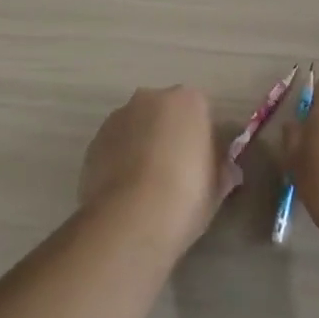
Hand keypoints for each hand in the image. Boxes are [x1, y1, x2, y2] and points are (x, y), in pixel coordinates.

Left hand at [81, 86, 237, 245]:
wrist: (131, 219)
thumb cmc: (187, 195)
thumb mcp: (218, 186)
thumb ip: (222, 168)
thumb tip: (225, 169)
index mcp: (188, 100)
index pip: (202, 111)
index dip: (203, 138)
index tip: (203, 164)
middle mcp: (150, 98)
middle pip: (165, 113)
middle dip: (170, 134)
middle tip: (177, 172)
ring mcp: (118, 117)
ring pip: (137, 127)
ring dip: (143, 145)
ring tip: (147, 186)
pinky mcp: (93, 141)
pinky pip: (115, 145)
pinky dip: (121, 160)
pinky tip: (127, 191)